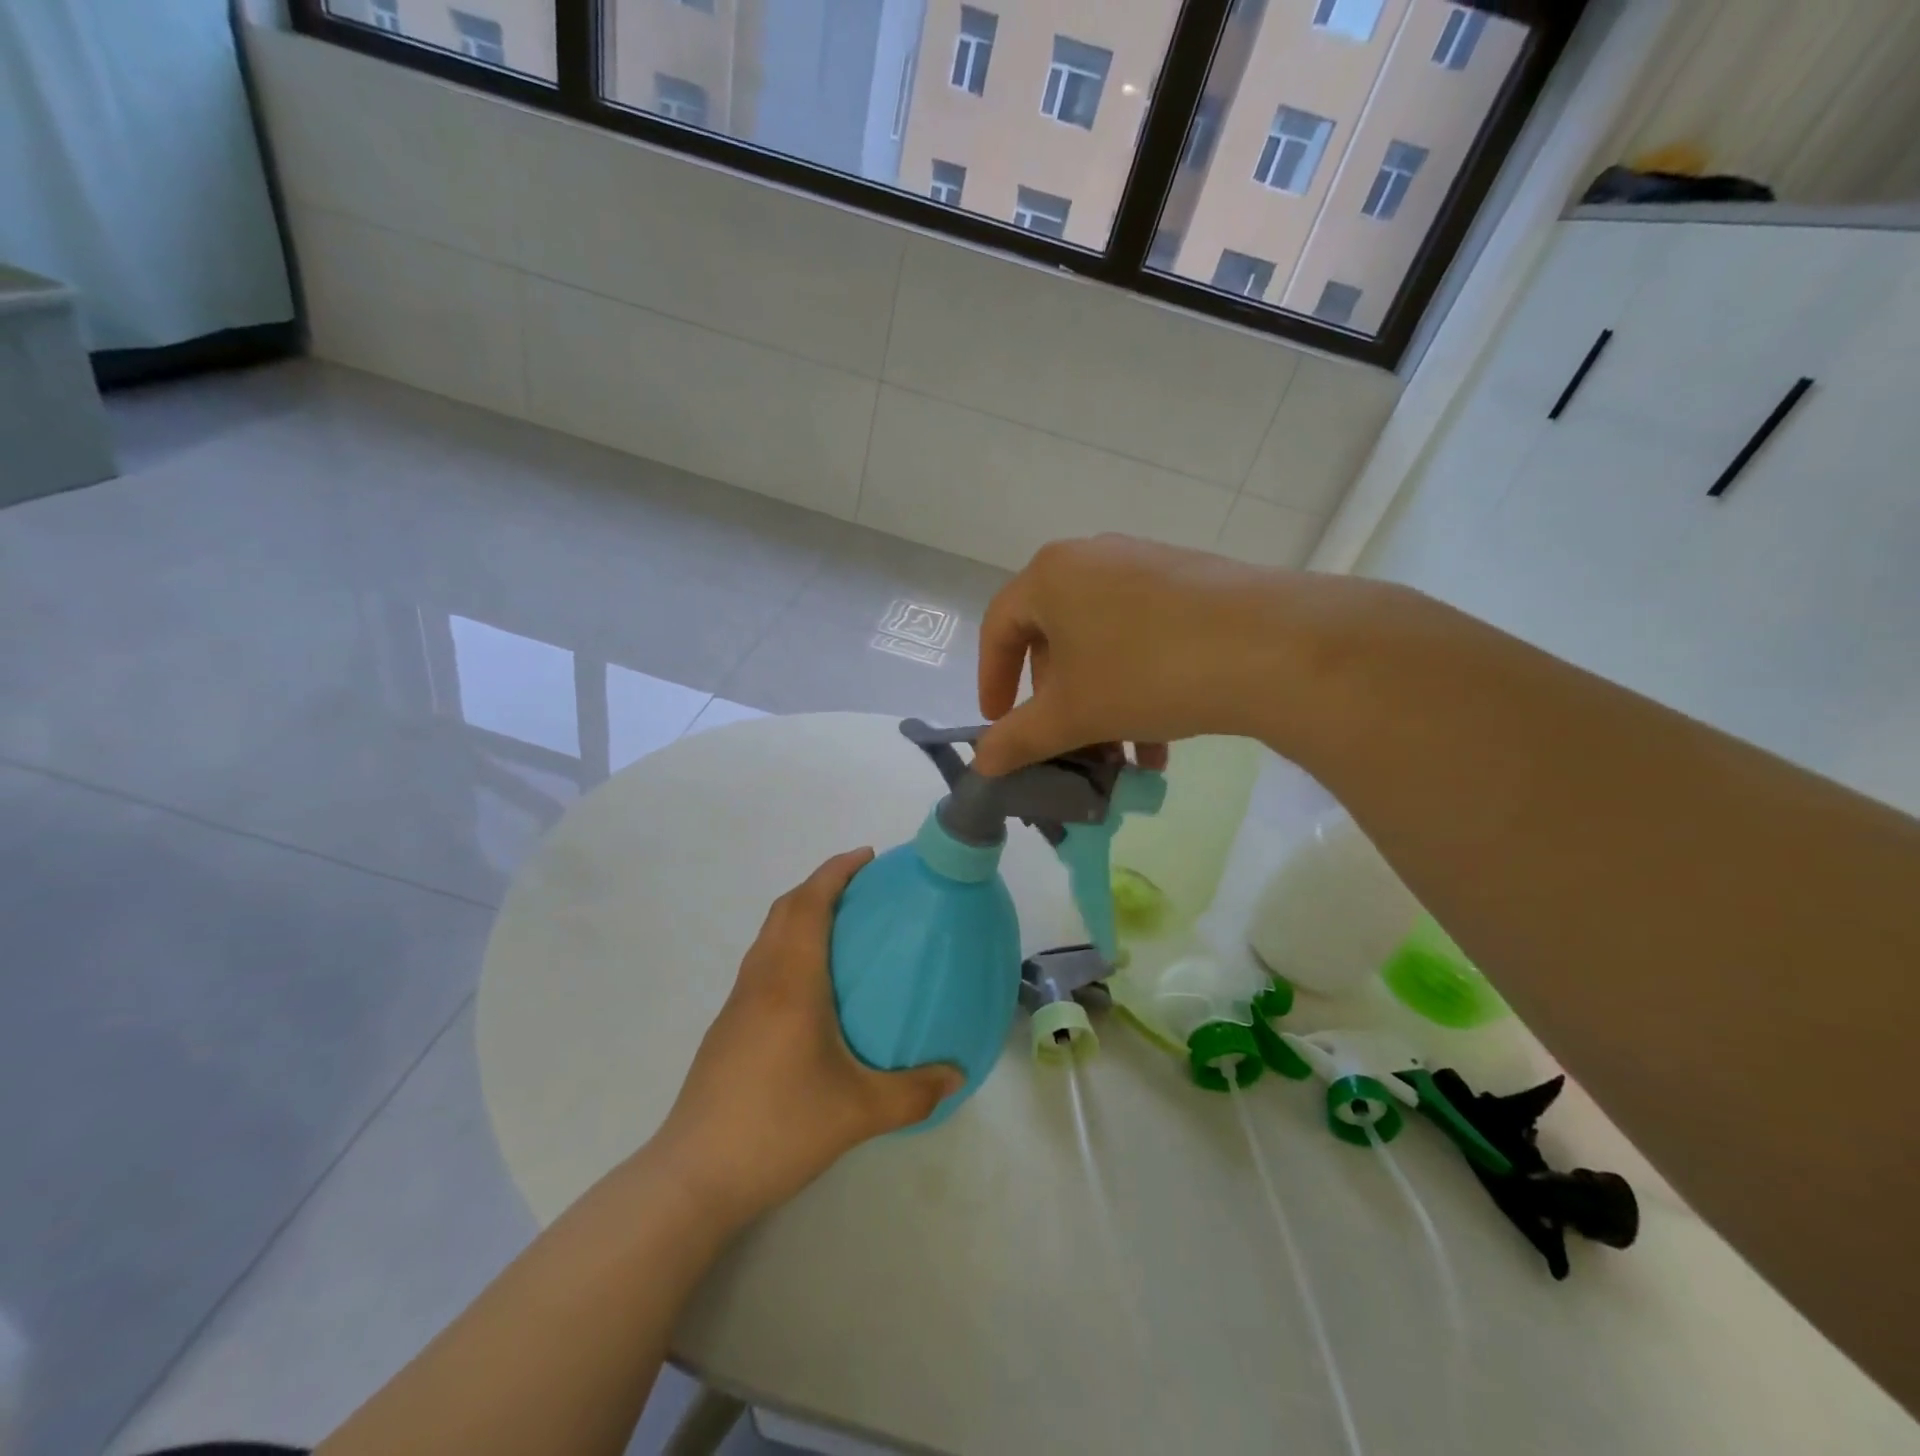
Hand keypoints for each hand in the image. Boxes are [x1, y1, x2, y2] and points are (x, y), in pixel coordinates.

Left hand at [653, 850, 962, 1228]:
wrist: (695, 1175)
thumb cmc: (778, 1128)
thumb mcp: (858, 1113)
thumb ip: (913, 1092)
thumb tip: (956, 1076)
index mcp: (790, 982)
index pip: (809, 904)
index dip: (835, 871)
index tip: (867, 857)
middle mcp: (760, 980)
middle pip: (785, 909)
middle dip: (820, 884)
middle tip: (862, 886)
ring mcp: (737, 1002)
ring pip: (768, 935)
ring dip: (800, 912)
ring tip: (841, 925)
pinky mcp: (727, 1027)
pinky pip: (762, 961)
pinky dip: (788, 944)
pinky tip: (811, 984)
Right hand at [974, 535, 1305, 774]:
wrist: (1271, 647)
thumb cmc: (1146, 672)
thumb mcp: (1073, 714)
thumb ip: (1019, 739)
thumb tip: (981, 764)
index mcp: (1051, 576)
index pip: (999, 628)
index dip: (991, 681)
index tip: (999, 724)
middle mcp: (1094, 559)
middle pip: (1055, 639)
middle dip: (1058, 704)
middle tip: (1069, 746)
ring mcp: (1147, 566)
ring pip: (1103, 645)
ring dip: (1101, 707)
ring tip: (1121, 760)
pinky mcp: (1191, 583)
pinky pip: (1144, 637)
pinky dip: (1139, 687)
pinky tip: (1160, 742)